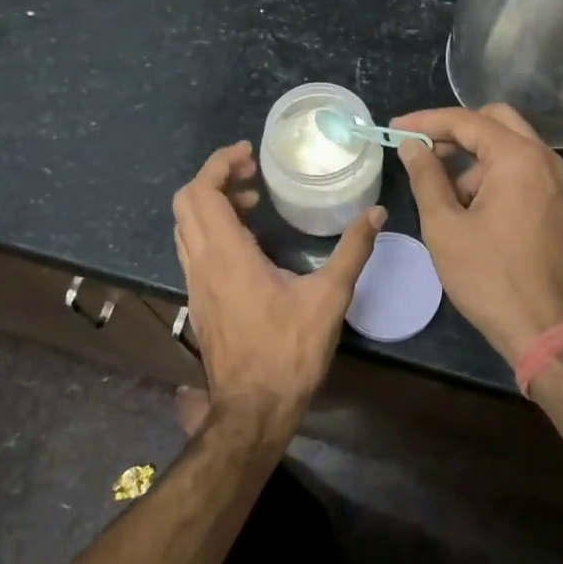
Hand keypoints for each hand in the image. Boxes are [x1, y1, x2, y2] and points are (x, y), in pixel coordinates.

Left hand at [172, 142, 383, 433]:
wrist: (252, 409)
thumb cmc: (288, 352)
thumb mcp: (329, 298)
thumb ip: (352, 251)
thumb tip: (376, 214)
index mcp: (226, 254)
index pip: (202, 192)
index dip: (219, 163)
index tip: (248, 153)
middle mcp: (202, 262)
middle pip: (186, 203)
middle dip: (215, 178)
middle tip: (252, 175)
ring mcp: (195, 283)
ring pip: (186, 226)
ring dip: (212, 204)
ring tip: (253, 203)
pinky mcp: (198, 300)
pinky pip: (193, 248)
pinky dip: (211, 228)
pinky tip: (247, 242)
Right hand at [390, 104, 562, 365]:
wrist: (550, 332)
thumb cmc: (490, 278)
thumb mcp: (445, 227)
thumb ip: (426, 177)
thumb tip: (413, 146)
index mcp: (519, 158)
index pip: (467, 120)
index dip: (427, 121)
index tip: (395, 129)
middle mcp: (546, 160)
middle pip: (496, 122)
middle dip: (456, 132)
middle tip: (423, 150)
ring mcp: (559, 184)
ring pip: (511, 149)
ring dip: (475, 161)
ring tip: (445, 201)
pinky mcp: (560, 207)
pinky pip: (524, 173)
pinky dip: (495, 177)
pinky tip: (471, 211)